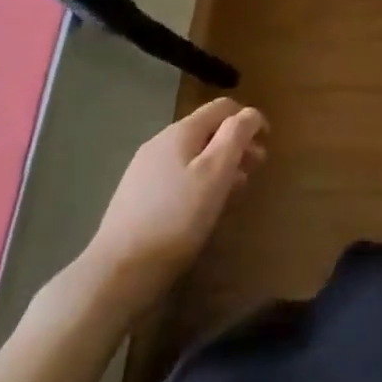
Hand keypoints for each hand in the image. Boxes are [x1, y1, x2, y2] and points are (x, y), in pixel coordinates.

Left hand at [79, 98, 266, 316]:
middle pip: (207, 131)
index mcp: (180, 131)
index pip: (222, 107)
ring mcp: (144, 171)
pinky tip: (204, 208)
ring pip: (192, 156)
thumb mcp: (215, 173)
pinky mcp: (135, 198)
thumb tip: (250, 113)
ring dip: (220, 165)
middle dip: (236, 144)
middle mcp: (160, 143)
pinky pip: (177, 177)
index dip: (249, 119)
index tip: (267, 142)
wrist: (115, 274)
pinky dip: (199, 182)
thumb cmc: (175, 218)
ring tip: (235, 192)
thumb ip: (236, 136)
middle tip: (256, 170)